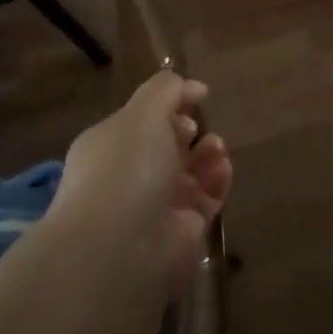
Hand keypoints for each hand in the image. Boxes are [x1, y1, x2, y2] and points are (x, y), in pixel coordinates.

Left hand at [50, 70, 231, 297]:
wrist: (122, 248)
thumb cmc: (127, 168)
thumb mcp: (143, 113)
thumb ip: (166, 90)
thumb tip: (191, 85)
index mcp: (109, 145)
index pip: (140, 120)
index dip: (167, 105)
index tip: (197, 94)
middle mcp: (128, 175)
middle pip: (165, 146)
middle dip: (185, 131)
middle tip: (196, 127)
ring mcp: (156, 205)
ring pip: (189, 172)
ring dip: (207, 154)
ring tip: (216, 146)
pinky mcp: (183, 231)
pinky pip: (206, 198)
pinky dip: (217, 180)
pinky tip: (222, 167)